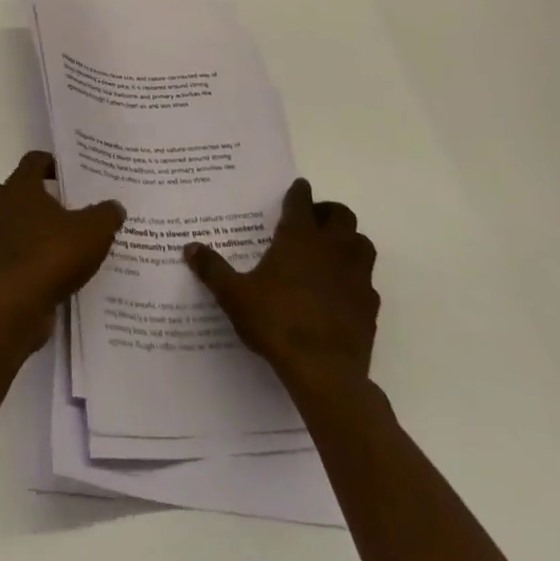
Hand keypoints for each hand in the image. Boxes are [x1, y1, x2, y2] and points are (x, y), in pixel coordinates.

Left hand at [0, 151, 125, 348]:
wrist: (18, 302)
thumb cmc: (53, 253)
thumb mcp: (93, 231)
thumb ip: (105, 215)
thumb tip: (115, 206)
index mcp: (20, 188)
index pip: (31, 162)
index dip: (46, 163)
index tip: (62, 173)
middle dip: (11, 196)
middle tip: (38, 208)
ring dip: (3, 227)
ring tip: (31, 238)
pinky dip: (7, 259)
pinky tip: (31, 270)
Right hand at [184, 177, 377, 398]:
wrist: (324, 373)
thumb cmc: (276, 323)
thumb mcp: (234, 295)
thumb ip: (212, 269)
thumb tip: (190, 248)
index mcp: (299, 238)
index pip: (302, 202)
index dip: (298, 192)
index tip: (297, 188)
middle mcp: (332, 249)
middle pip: (342, 216)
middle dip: (328, 213)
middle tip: (312, 221)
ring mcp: (356, 277)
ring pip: (362, 244)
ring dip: (348, 241)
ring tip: (329, 251)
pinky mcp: (370, 306)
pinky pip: (367, 280)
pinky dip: (355, 277)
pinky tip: (340, 290)